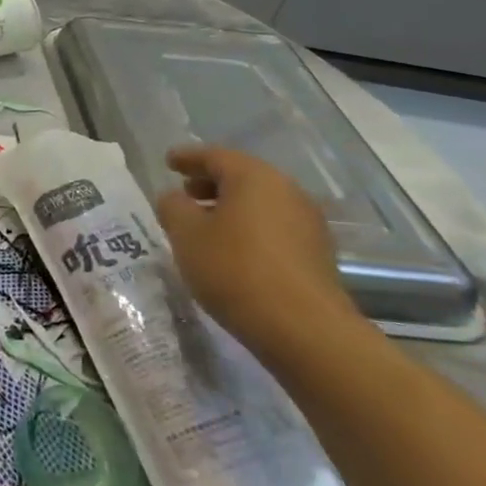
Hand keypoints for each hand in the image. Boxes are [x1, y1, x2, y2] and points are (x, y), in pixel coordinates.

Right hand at [154, 146, 359, 366]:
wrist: (304, 329)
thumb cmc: (235, 269)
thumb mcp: (186, 235)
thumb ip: (173, 207)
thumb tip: (174, 198)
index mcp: (254, 177)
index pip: (215, 156)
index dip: (188, 157)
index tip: (168, 161)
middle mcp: (286, 191)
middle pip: (242, 177)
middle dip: (210, 182)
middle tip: (184, 193)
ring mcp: (307, 222)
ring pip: (260, 203)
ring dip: (230, 207)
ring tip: (204, 225)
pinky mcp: (316, 253)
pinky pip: (274, 226)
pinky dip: (249, 228)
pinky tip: (232, 249)